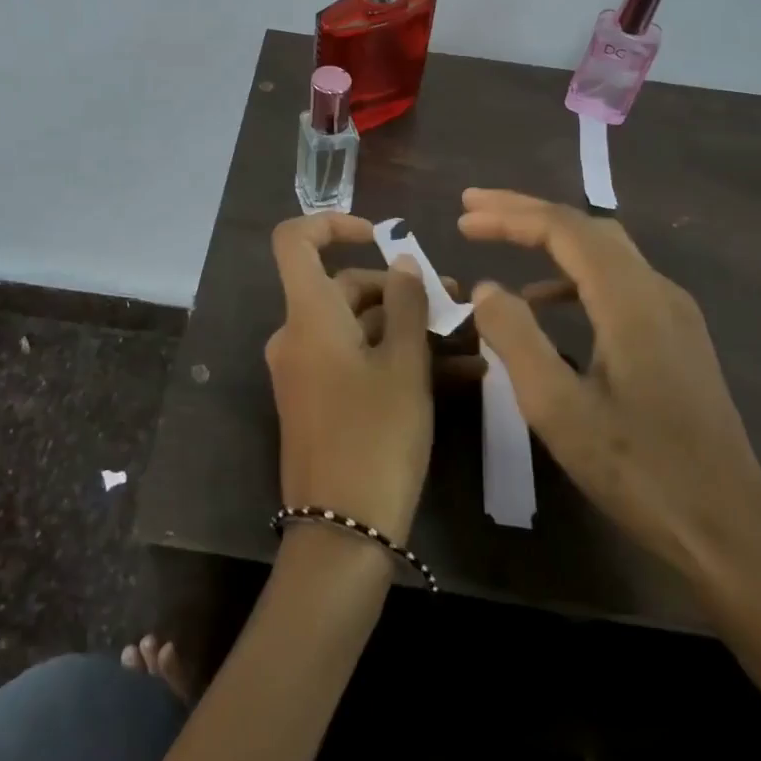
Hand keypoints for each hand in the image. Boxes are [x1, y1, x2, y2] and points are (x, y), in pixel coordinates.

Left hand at [266, 214, 433, 542]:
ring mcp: (304, 370)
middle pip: (342, 287)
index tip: (378, 236)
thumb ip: (407, 305)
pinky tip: (452, 372)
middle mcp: (297, 335)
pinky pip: (353, 360)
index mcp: (308, 315)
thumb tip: (402, 262)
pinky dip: (392, 357)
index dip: (332, 225)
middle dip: (399, 289)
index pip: (294, 241)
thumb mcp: (405, 367)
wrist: (340, 536)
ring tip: (466, 339)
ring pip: (356, 327)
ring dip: (407, 327)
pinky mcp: (316, 400)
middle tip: (455, 301)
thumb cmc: (376, 439)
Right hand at [458, 189, 760, 576]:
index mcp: (631, 299)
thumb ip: (515, 337)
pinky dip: (573, 274)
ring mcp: (674, 313)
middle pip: (585, 227)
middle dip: (526, 212)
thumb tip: (487, 288)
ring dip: (550, 238)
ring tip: (501, 241)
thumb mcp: (557, 408)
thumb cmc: (639, 473)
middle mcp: (657, 290)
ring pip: (604, 250)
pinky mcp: (677, 337)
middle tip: (474, 209)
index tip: (462, 219)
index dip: (509, 216)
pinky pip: (617, 281)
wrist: (731, 536)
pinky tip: (544, 301)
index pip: (563, 229)